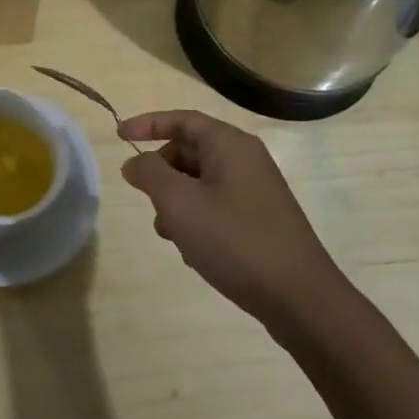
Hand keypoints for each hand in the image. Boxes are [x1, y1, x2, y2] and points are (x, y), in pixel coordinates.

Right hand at [118, 109, 341, 323]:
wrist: (299, 299)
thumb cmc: (234, 240)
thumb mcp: (180, 203)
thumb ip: (150, 174)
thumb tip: (135, 162)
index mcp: (230, 145)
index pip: (182, 120)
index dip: (147, 124)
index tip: (119, 135)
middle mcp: (246, 160)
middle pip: (190, 151)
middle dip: (162, 173)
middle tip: (148, 199)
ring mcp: (255, 190)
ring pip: (200, 182)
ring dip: (176, 202)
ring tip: (171, 233)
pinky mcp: (260, 219)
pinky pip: (216, 205)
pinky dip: (197, 219)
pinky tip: (193, 250)